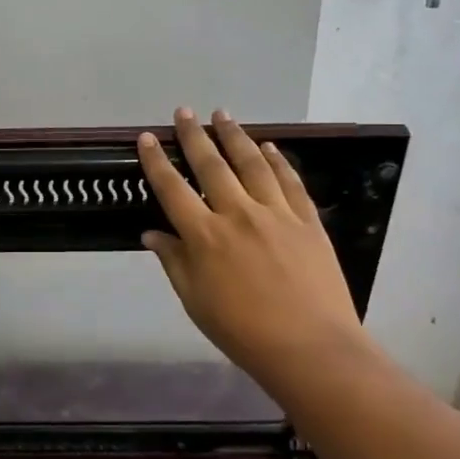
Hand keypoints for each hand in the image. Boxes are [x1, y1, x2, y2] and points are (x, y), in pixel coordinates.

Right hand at [138, 108, 376, 388]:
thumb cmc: (243, 331)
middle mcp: (238, 214)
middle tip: (184, 111)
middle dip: (194, 136)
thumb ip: (174, 262)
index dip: (157, 161)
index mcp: (205, 236)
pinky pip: (289, 181)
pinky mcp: (307, 220)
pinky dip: (277, 160)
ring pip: (252, 164)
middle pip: (211, 166)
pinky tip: (269, 147)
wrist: (310, 347)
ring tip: (223, 114)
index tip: (148, 137)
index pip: (173, 189)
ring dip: (235, 136)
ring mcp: (276, 213)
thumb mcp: (195, 302)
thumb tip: (151, 233)